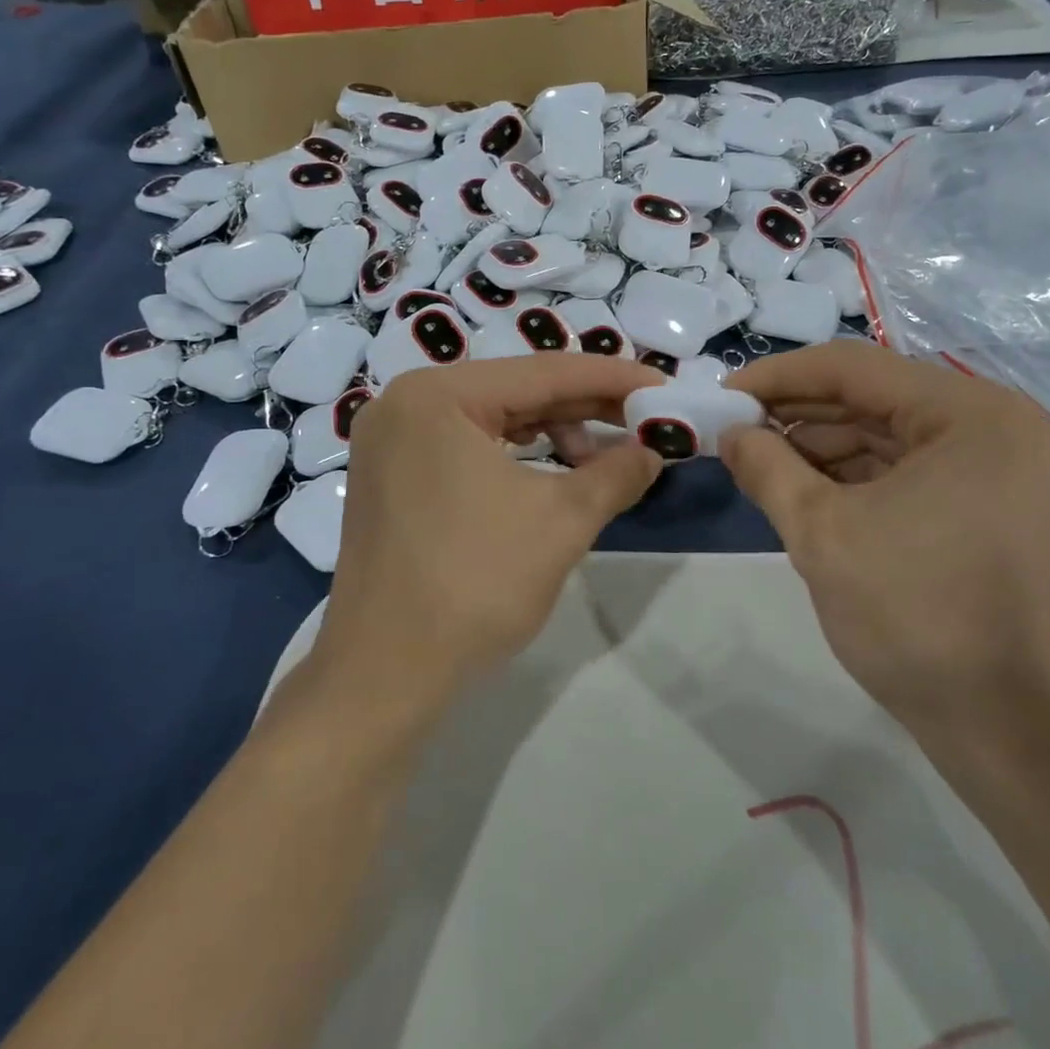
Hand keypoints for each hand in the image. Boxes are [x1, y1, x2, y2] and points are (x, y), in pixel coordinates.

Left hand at [313, 357, 661, 711]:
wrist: (385, 676)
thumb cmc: (476, 585)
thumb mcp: (563, 520)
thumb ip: (617, 473)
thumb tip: (654, 451)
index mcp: (437, 395)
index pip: (544, 372)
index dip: (613, 379)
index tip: (664, 388)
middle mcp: (407, 403)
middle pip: (517, 392)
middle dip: (586, 408)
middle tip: (646, 422)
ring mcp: (393, 441)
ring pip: (495, 420)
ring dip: (555, 433)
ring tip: (604, 461)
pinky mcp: (394, 477)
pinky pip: (469, 447)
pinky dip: (518, 456)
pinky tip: (557, 473)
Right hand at [722, 342, 1049, 744]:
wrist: (1007, 730)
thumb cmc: (915, 618)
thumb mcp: (821, 534)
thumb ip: (767, 469)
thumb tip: (730, 434)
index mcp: (970, 415)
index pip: (854, 368)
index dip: (779, 376)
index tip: (724, 396)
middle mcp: (995, 426)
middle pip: (875, 398)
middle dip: (798, 414)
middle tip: (735, 430)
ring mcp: (999, 467)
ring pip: (889, 434)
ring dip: (822, 446)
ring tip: (760, 462)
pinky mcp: (991, 504)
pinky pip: (910, 468)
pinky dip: (855, 475)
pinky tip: (804, 488)